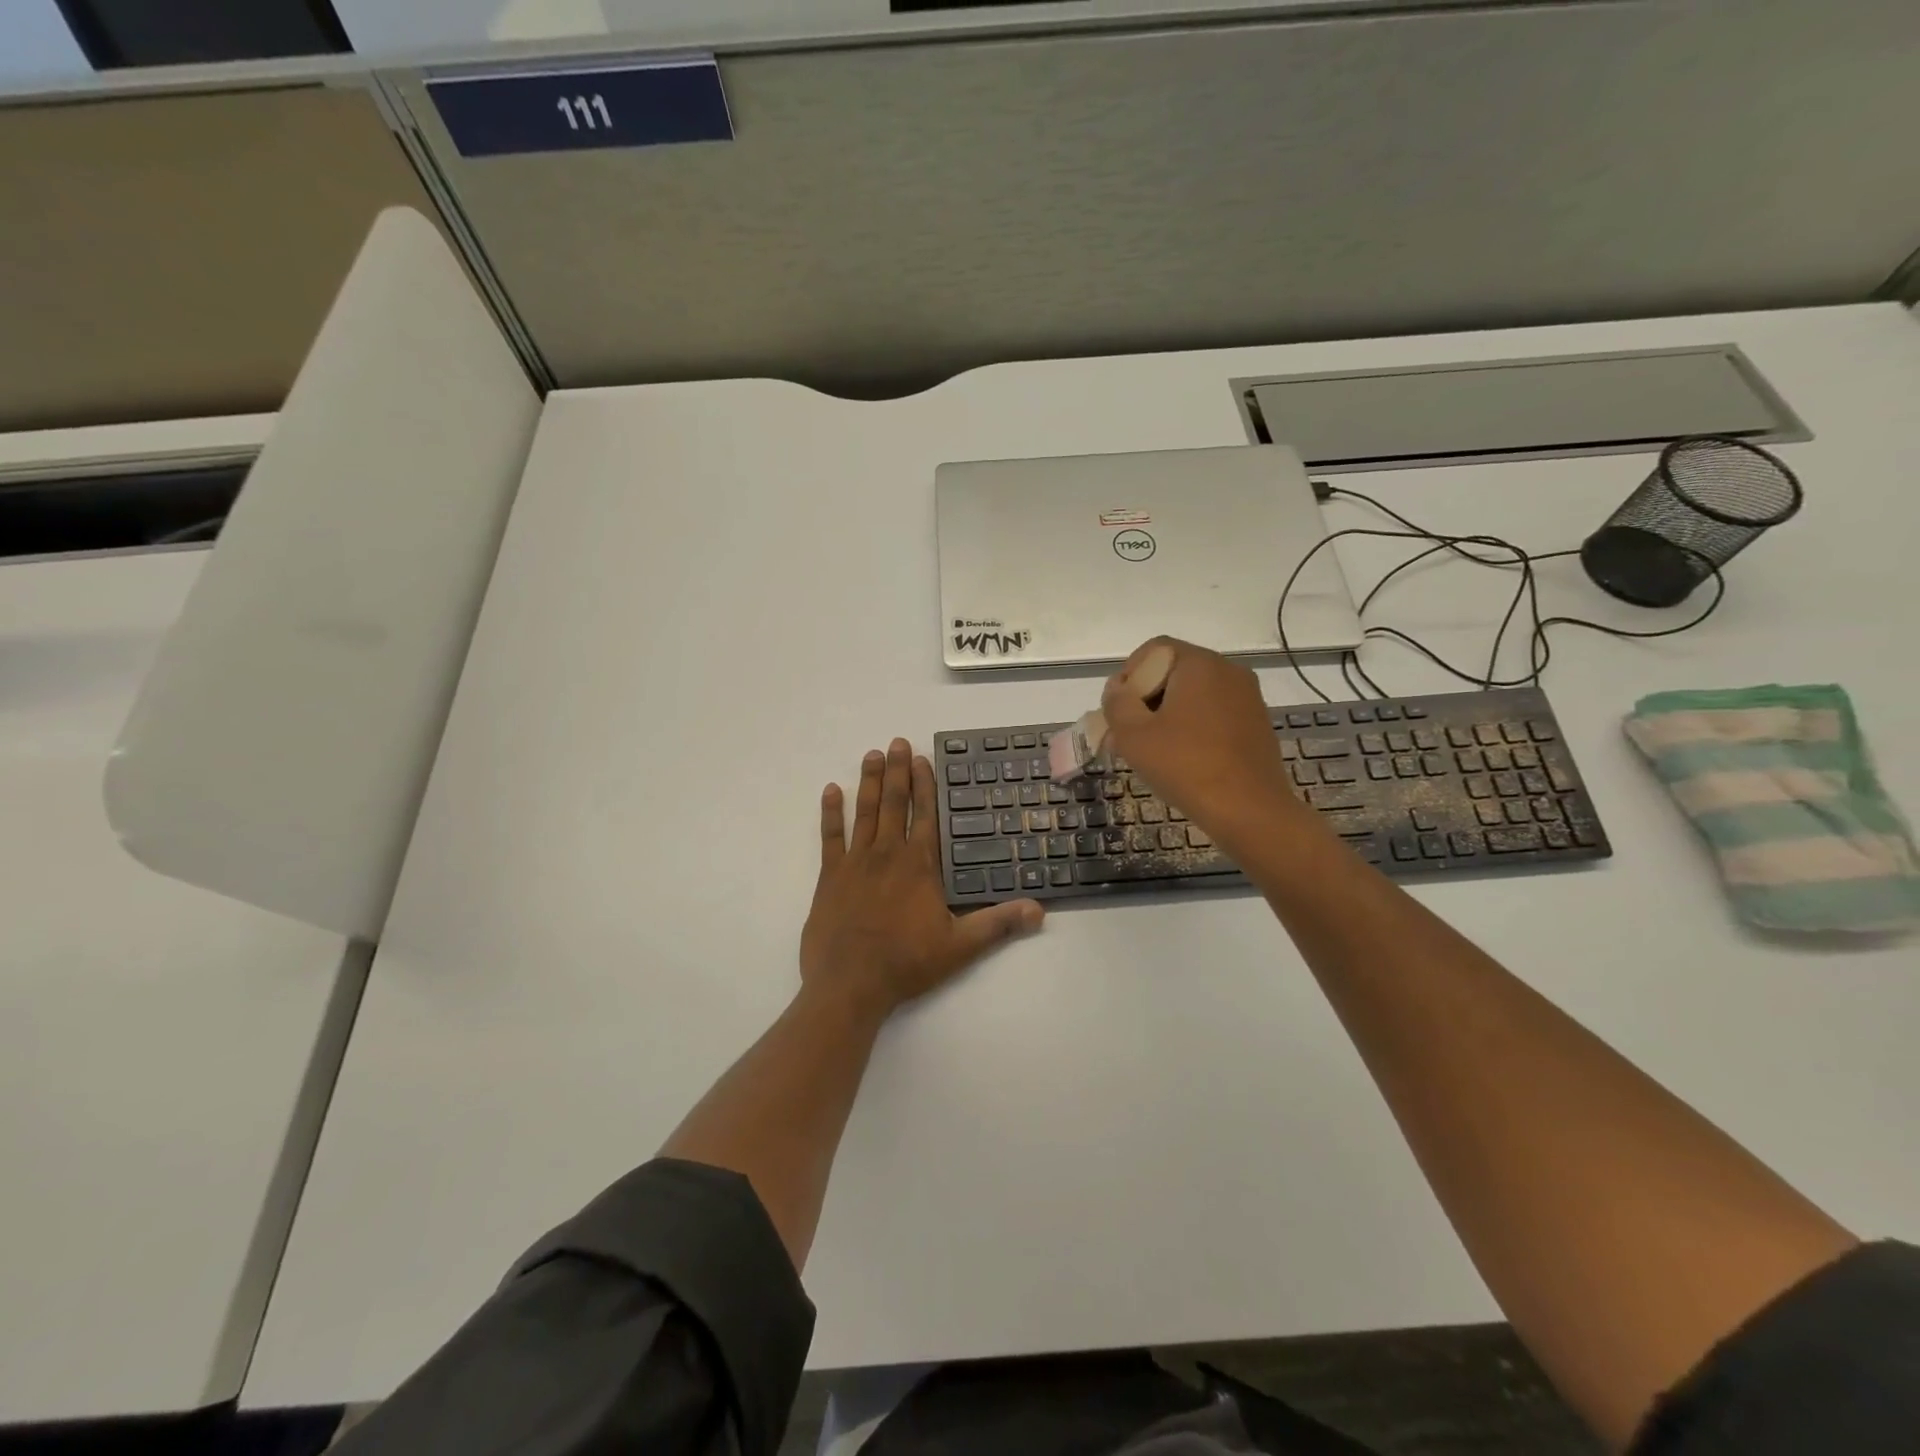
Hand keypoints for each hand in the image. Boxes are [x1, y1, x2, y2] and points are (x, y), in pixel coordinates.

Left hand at [802, 739, 1043, 1021]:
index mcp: (919, 865)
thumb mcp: (960, 947)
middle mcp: (888, 854)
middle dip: (898, 771)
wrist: (850, 985)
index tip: (923, 759)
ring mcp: (856, 862)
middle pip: (895, 804)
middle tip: (897, 742)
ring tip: (872, 754)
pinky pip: (830, 836)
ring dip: (869, 782)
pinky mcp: (830, 876)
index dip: (925, 785)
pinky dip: (831, 812)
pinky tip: (831, 790)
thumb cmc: (906, 963)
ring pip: (864, 812)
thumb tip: (1039, 910)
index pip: (926, 815)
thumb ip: (998, 924)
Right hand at [1100, 638, 1305, 844]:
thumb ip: (1117, 703)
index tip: (1118, 710)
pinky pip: (1213, 714)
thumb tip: (1118, 689)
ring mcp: (1247, 698)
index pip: (1154, 650)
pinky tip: (1181, 759)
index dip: (1128, 675)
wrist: (1249, 811)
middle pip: (1174, 671)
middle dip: (1145, 699)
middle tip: (1127, 734)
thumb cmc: (1185, 766)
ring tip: (1151, 751)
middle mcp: (1228, 671)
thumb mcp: (1133, 734)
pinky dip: (1192, 727)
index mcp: (1200, 664)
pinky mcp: (1256, 724)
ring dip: (1166, 715)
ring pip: (1193, 695)